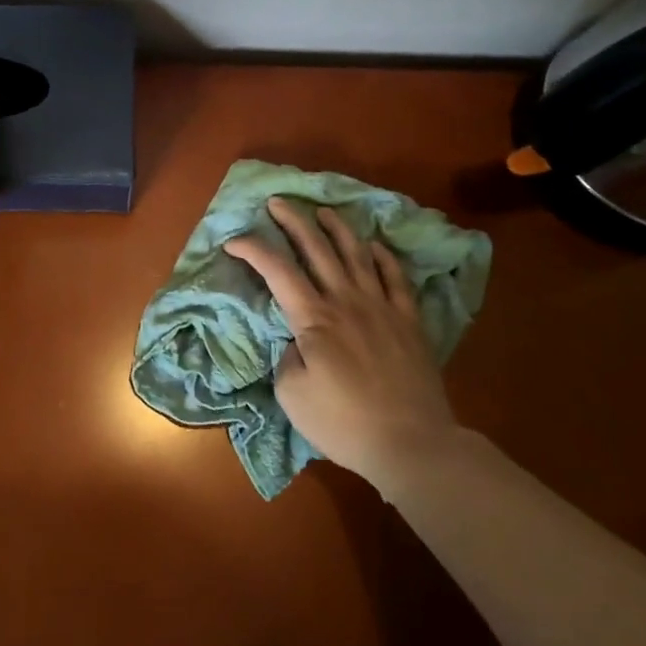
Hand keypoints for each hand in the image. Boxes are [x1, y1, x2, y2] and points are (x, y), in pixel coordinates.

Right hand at [225, 198, 461, 491]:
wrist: (412, 443)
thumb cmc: (345, 423)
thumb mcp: (293, 397)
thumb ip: (287, 358)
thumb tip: (297, 340)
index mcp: (314, 318)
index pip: (277, 270)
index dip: (252, 249)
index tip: (233, 241)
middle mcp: (346, 300)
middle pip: (317, 248)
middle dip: (293, 220)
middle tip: (277, 201)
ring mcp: (381, 307)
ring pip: (357, 254)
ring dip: (337, 228)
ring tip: (324, 211)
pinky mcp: (408, 321)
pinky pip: (396, 278)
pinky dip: (383, 257)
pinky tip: (375, 246)